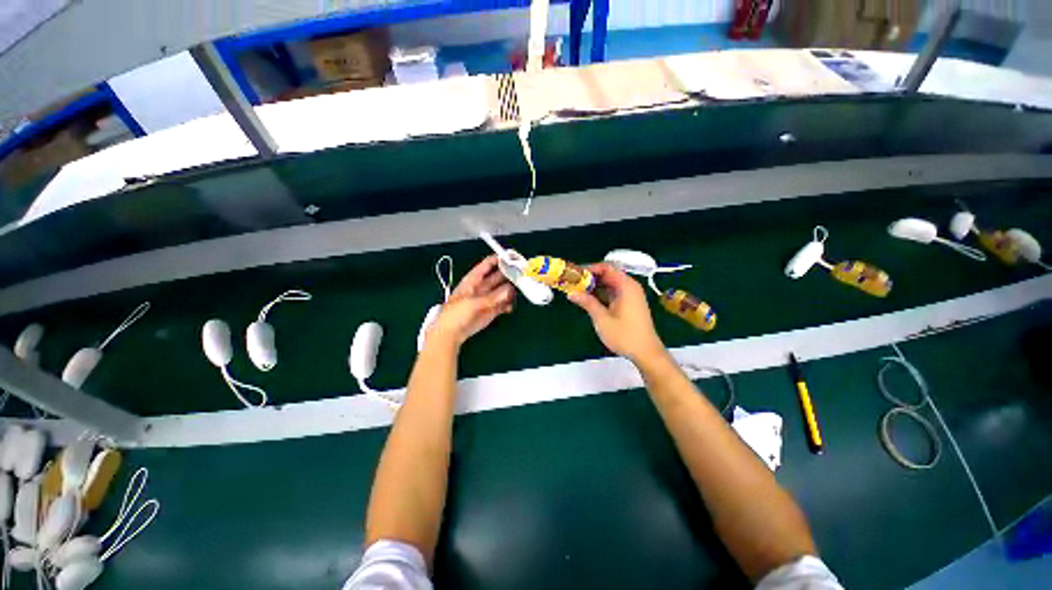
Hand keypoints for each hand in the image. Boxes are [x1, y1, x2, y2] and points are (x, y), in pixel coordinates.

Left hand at [427, 255, 514, 348]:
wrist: (451, 333)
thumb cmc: (456, 314)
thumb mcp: (473, 303)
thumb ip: (492, 297)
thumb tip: (510, 290)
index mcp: (473, 280)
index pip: (487, 264)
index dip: (499, 259)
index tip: (511, 258)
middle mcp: (482, 287)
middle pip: (498, 276)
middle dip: (509, 274)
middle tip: (521, 274)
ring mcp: (487, 298)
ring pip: (503, 290)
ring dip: (510, 290)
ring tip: (518, 292)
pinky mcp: (491, 310)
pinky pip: (503, 304)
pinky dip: (508, 304)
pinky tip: (510, 306)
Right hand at [568, 263, 666, 364]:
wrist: (646, 353)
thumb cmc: (624, 335)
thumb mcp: (602, 319)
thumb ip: (587, 302)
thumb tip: (571, 293)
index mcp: (626, 286)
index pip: (606, 268)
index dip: (589, 269)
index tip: (574, 275)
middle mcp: (629, 287)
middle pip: (608, 275)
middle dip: (589, 278)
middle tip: (573, 283)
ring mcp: (630, 295)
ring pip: (609, 284)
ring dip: (594, 286)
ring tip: (577, 291)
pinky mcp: (629, 304)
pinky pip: (613, 292)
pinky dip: (601, 294)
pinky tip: (589, 300)